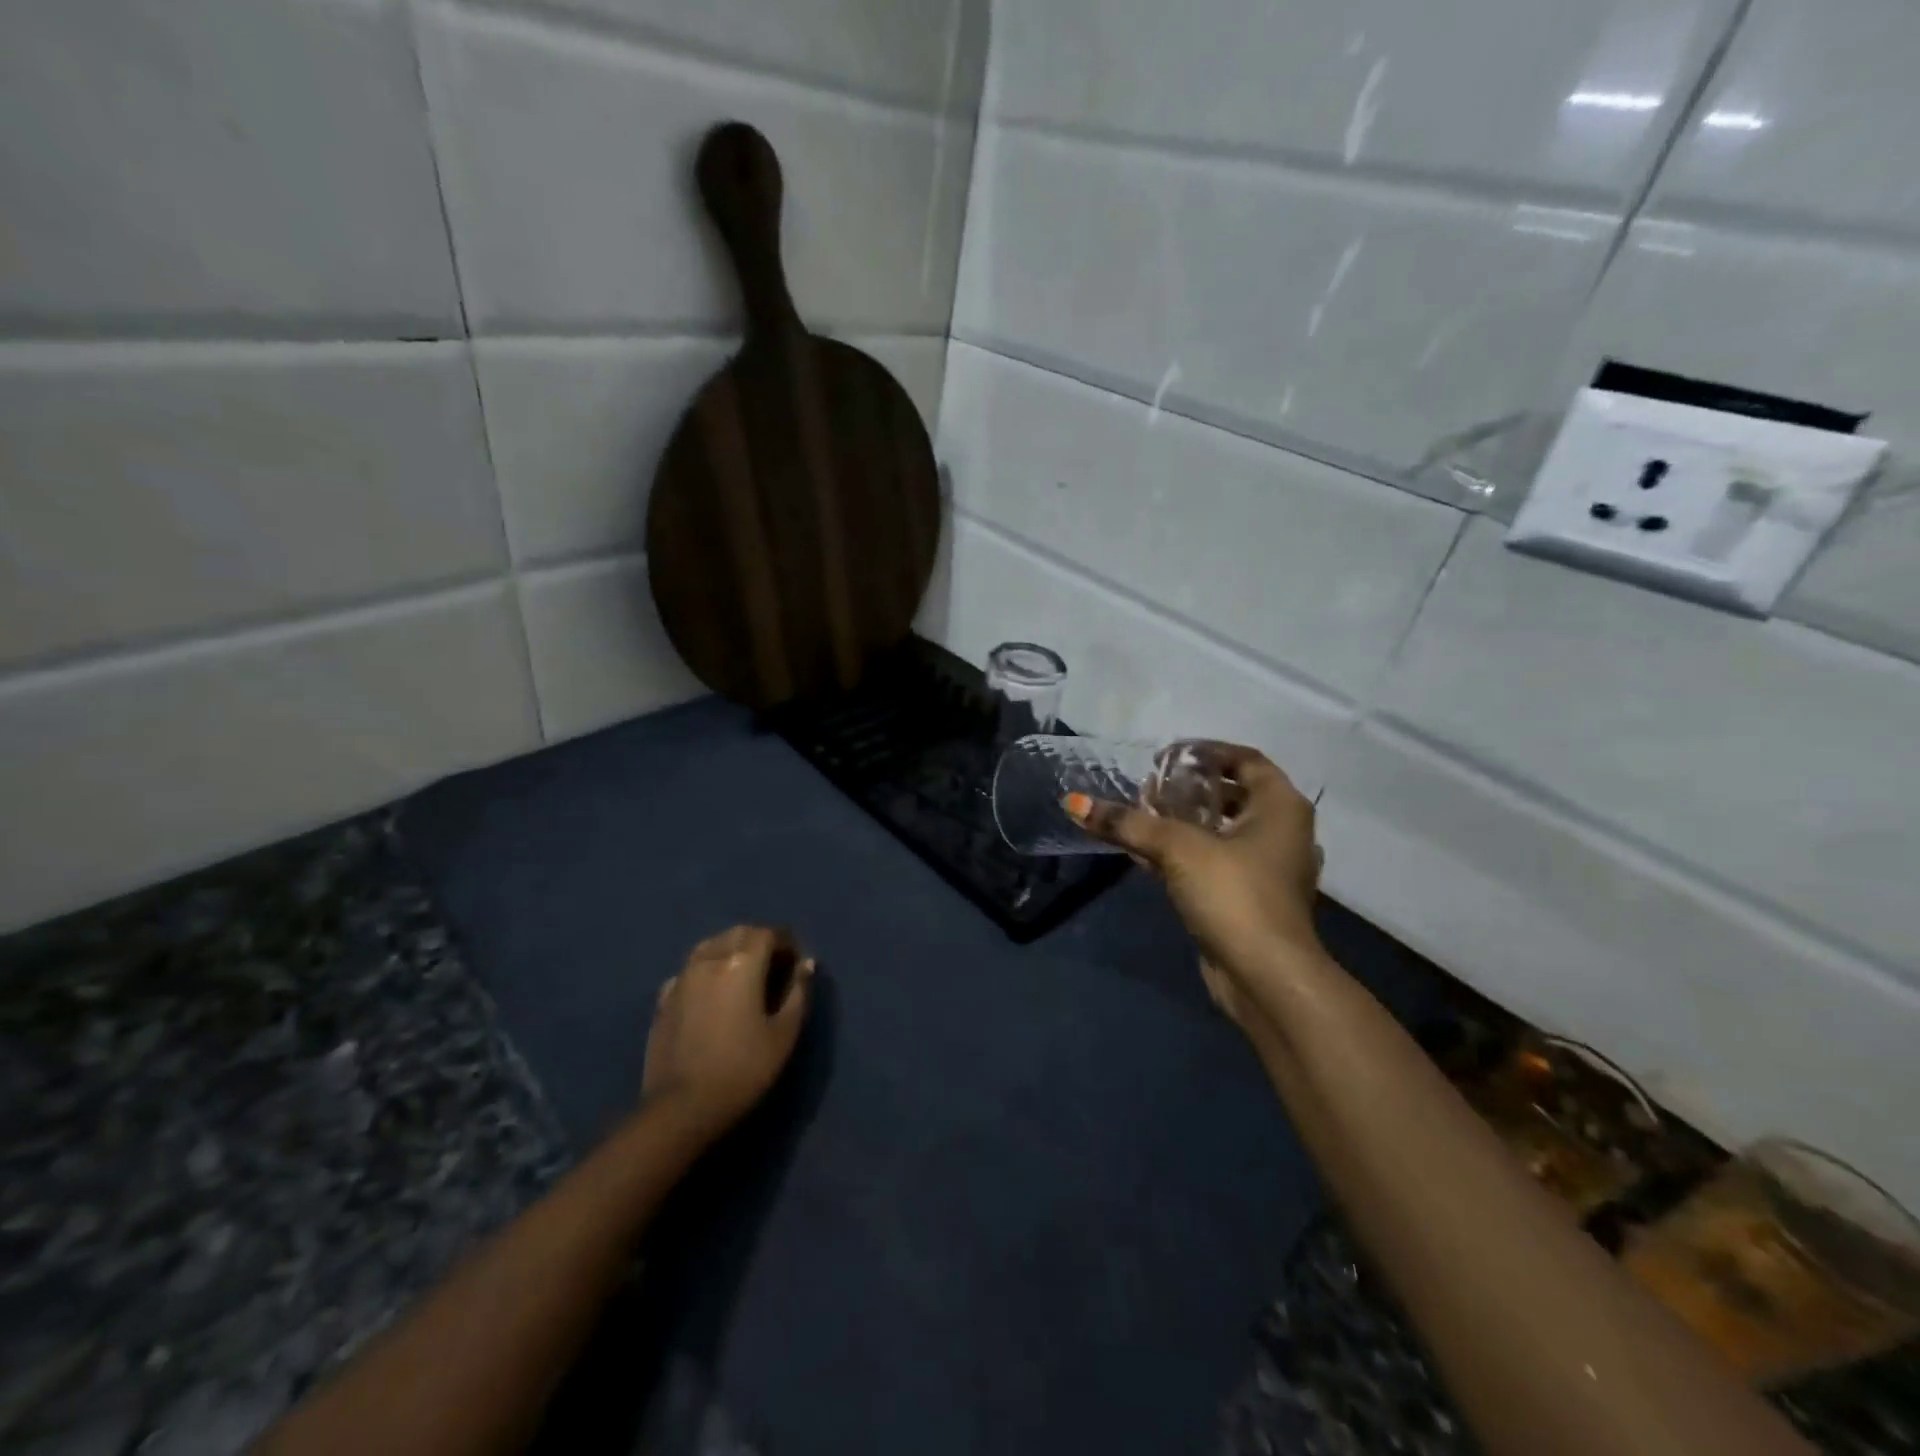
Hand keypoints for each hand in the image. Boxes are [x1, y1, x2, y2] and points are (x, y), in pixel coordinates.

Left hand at [641, 925, 814, 1138]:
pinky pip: (690, 970)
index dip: (786, 943)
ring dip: (731, 950)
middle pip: (738, 933)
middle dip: (759, 941)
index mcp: (742, 963)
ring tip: (744, 976)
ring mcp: (682, 977)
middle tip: (774, 967)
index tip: (795, 963)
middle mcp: (710, 959)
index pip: (768, 933)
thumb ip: (798, 992)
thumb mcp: (784, 1033)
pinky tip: (713, 994)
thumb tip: (806, 963)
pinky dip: (707, 970)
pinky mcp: (663, 998)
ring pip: (711, 946)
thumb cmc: (743, 1069)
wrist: (682, 1107)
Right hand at [1067, 741, 1322, 979]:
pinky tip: (1143, 852)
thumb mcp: (1178, 849)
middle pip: (1230, 794)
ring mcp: (1266, 868)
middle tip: (1148, 786)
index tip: (1166, 756)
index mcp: (1280, 806)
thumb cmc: (1234, 894)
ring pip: (1220, 831)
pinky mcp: (1247, 897)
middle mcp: (1280, 831)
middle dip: (1187, 788)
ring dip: (1181, 822)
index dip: (1205, 751)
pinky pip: (1212, 861)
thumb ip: (1127, 823)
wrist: (1265, 976)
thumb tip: (1073, 802)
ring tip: (1140, 815)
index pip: (1245, 759)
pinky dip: (1182, 852)